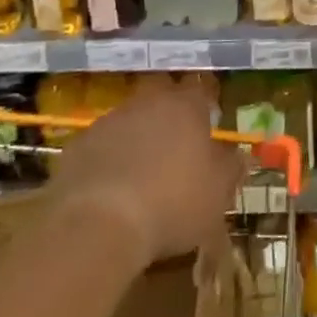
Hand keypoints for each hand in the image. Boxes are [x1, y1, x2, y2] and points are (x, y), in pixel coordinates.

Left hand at [47, 79, 246, 265]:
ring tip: (140, 173)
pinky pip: (100, 146)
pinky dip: (107, 160)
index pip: (200, 89)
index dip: (204, 105)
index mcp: (186, 106)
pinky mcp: (77, 146)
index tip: (207, 124)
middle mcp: (148, 103)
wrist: (98, 226)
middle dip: (168, 115)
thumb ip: (231, 169)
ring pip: (129, 120)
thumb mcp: (217, 194)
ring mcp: (109, 121)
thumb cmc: (172, 203)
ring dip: (136, 137)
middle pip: (161, 97)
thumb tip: (240, 156)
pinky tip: (109, 189)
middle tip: (174, 145)